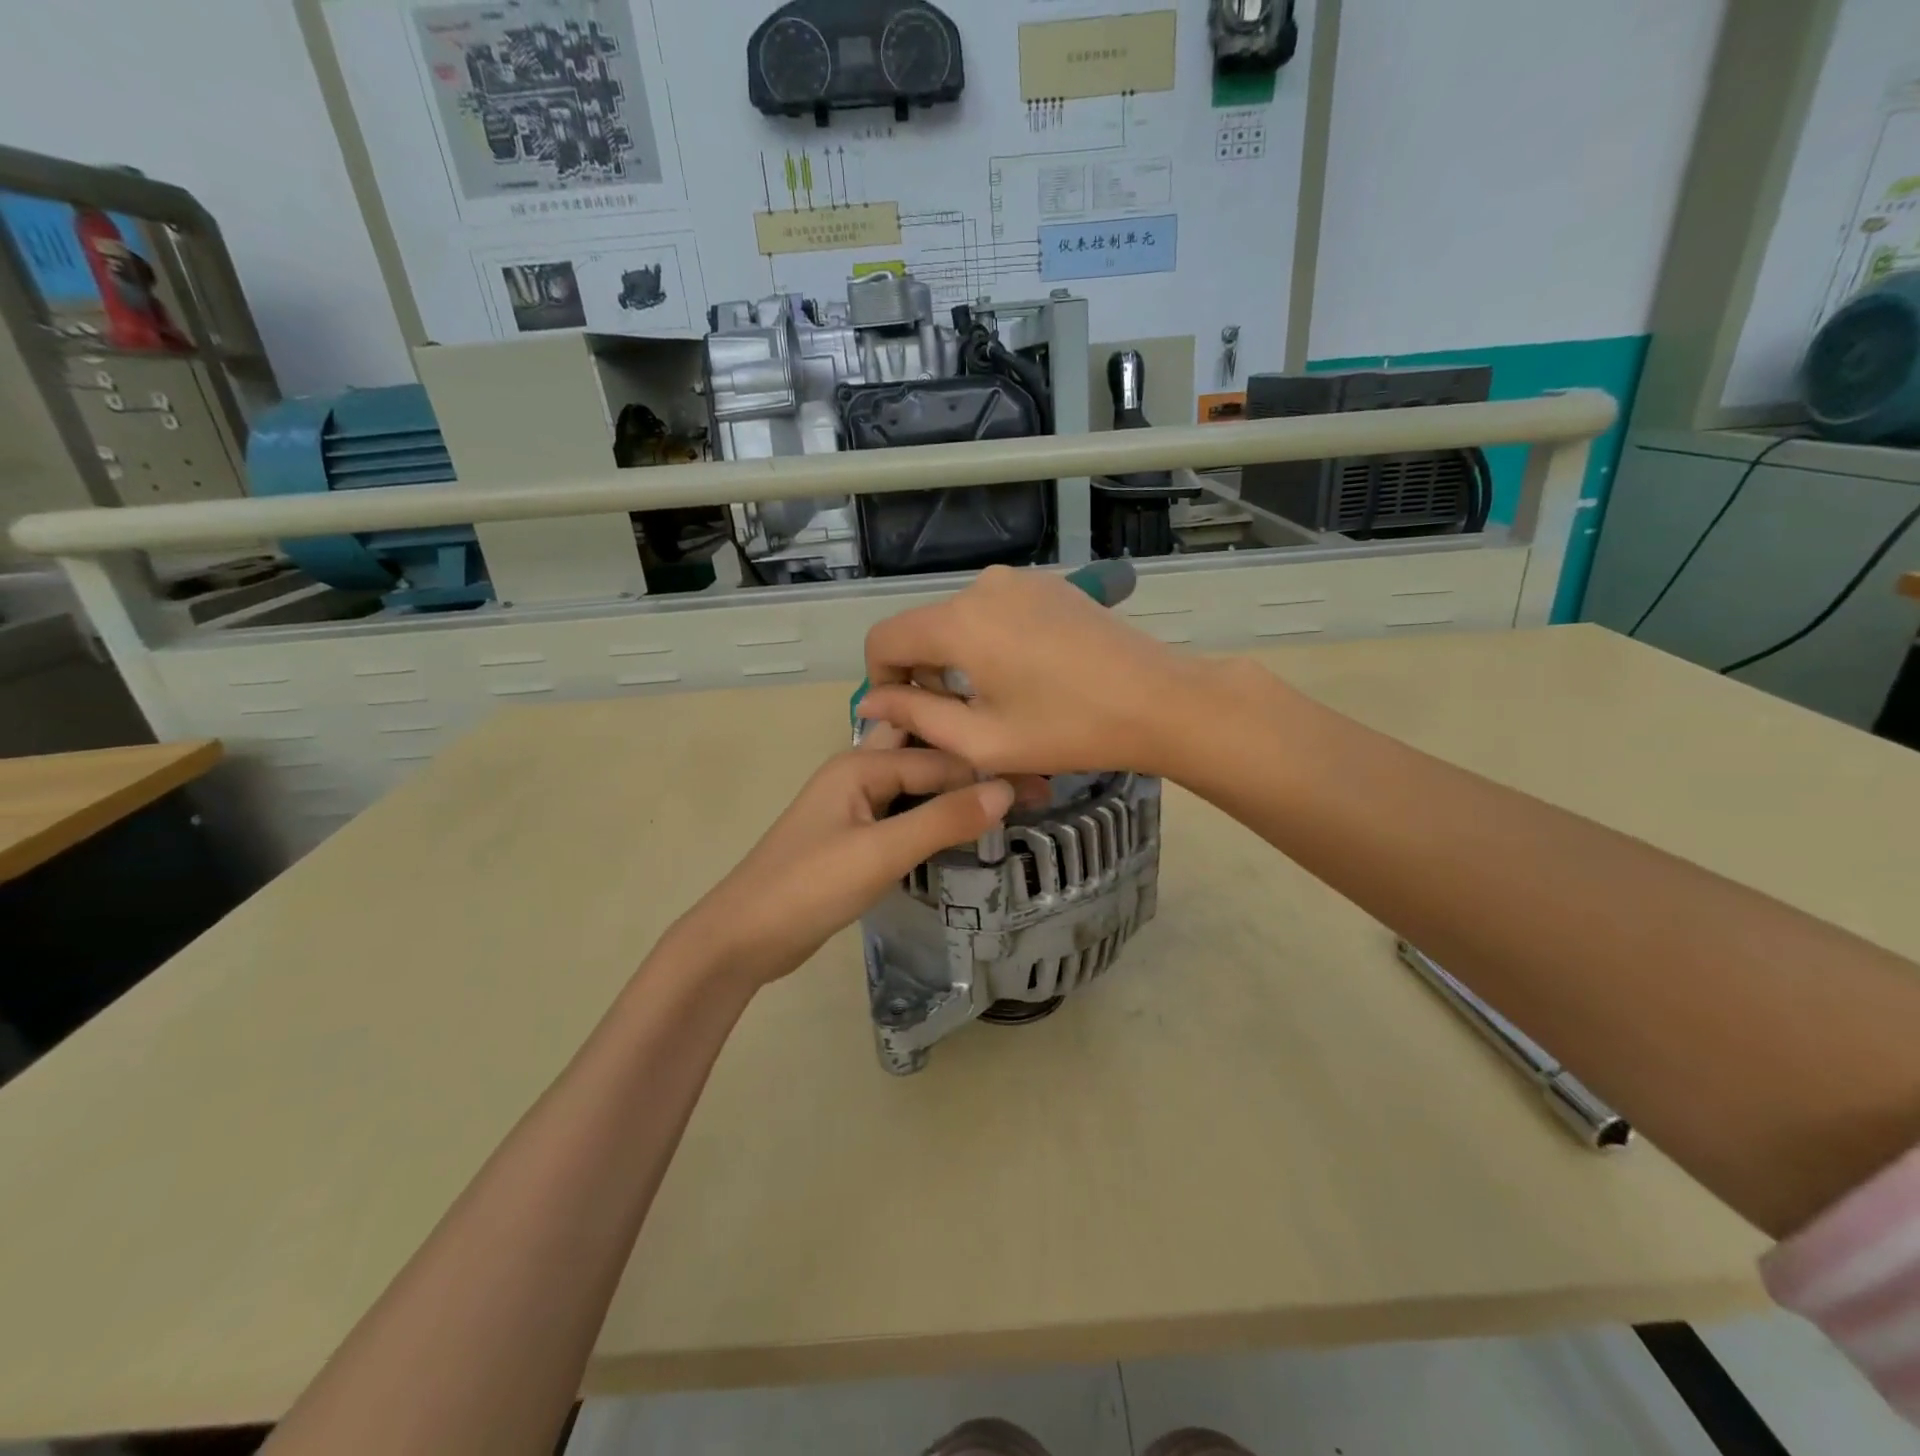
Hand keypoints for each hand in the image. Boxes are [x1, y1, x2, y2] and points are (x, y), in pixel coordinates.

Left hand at [665, 740, 1013, 986]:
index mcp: (860, 764)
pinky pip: (904, 811)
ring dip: (955, 786)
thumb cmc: (809, 888)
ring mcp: (854, 804)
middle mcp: (858, 772)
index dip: (991, 770)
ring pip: (916, 783)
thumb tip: (1006, 789)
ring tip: (1008, 795)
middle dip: (973, 761)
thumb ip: (942, 819)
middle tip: (1027, 775)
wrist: (743, 937)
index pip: (941, 757)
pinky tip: (962, 824)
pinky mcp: (854, 835)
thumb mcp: (880, 853)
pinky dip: (935, 812)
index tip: (1044, 784)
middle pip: (926, 755)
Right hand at [858, 564, 1207, 777]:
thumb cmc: (1068, 729)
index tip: (907, 716)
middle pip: (923, 628)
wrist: (1159, 701)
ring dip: (957, 659)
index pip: (884, 639)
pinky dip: (989, 642)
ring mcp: (1020, 580)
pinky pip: (995, 611)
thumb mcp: (983, 740)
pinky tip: (1025, 675)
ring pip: (959, 620)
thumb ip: (917, 717)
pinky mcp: (1049, 585)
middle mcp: (982, 587)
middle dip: (923, 673)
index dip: (880, 680)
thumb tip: (872, 702)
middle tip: (957, 721)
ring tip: (995, 701)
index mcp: (959, 622)